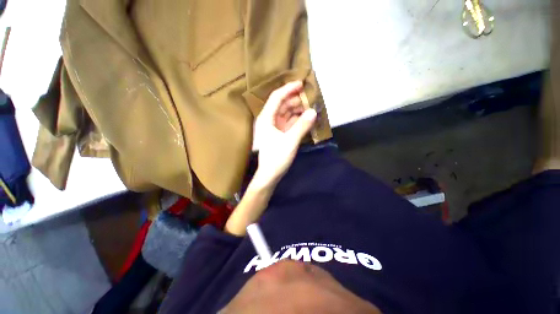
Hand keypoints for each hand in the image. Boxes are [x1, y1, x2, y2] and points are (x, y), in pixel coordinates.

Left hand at [252, 81, 316, 187]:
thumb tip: (314, 111)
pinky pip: (289, 122)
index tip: (302, 84)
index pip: (277, 97)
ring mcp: (274, 127)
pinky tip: (307, 118)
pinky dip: (298, 119)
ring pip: (287, 113)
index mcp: (266, 118)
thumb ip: (302, 126)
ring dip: (298, 110)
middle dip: (296, 100)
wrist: (270, 175)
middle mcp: (269, 120)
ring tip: (312, 107)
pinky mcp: (280, 134)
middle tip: (311, 98)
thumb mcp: (290, 141)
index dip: (288, 89)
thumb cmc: (276, 158)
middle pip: (283, 104)